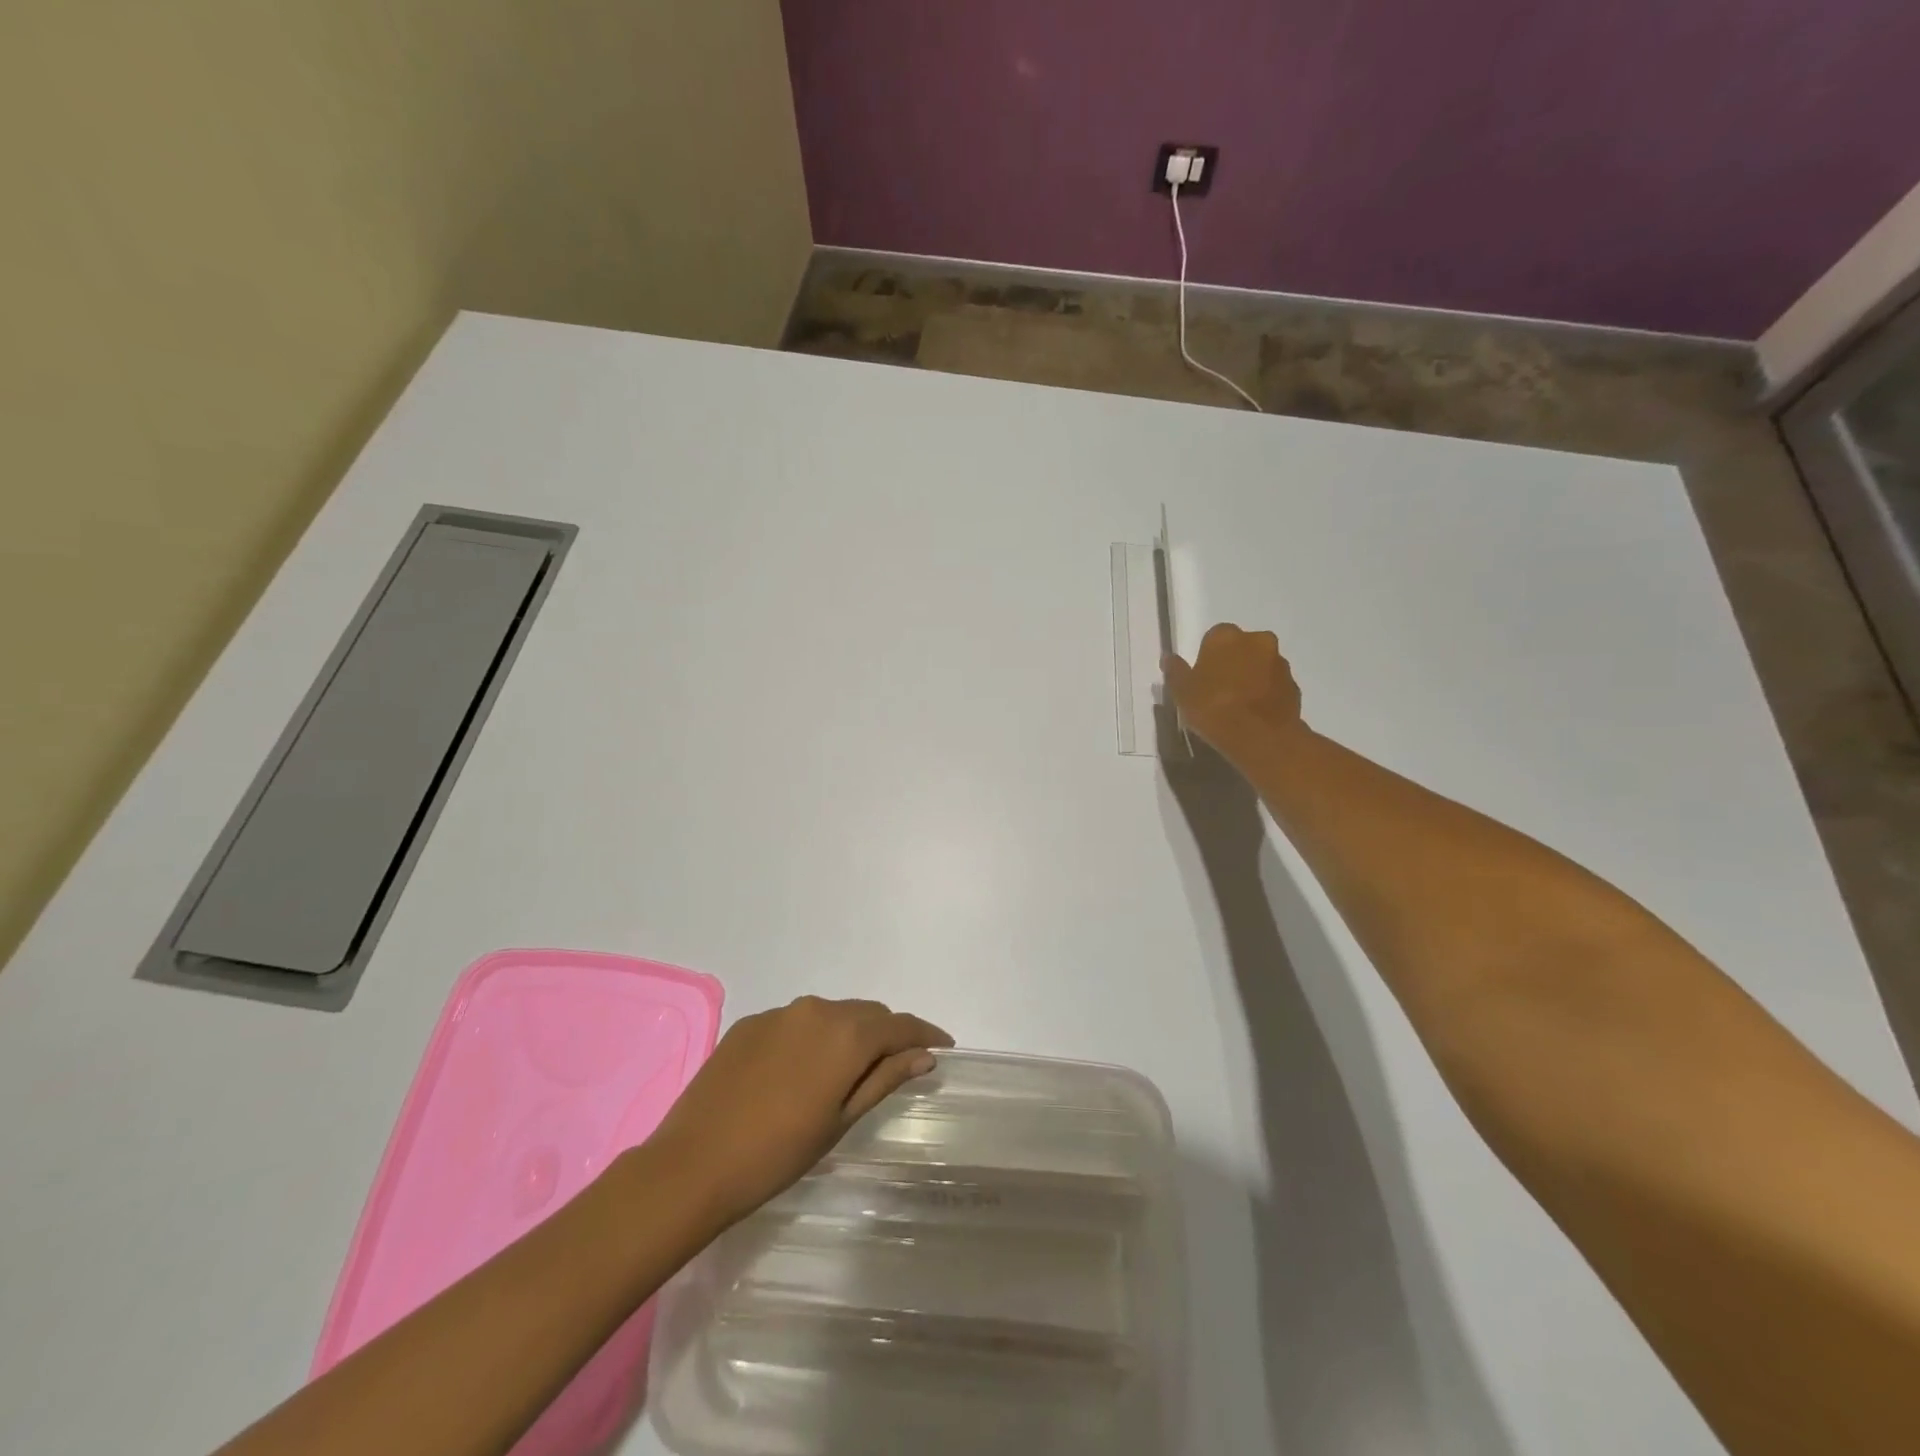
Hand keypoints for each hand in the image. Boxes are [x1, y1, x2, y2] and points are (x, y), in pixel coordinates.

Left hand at [644, 996, 952, 1227]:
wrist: (693, 1165)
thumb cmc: (778, 1153)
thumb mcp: (841, 1120)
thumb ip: (884, 1079)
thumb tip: (923, 1056)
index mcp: (846, 1034)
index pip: (900, 1026)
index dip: (925, 1034)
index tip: (944, 1046)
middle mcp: (817, 1009)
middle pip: (866, 1014)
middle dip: (887, 1034)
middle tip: (896, 1064)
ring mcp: (780, 1013)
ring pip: (831, 1014)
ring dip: (849, 1034)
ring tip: (848, 1069)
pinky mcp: (750, 1023)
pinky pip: (796, 1022)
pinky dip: (812, 1038)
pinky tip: (800, 1071)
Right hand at [1163, 623, 1305, 758]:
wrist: (1259, 737)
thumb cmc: (1213, 708)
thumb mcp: (1182, 692)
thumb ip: (1176, 671)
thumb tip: (1169, 658)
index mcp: (1226, 636)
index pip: (1214, 637)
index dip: (1207, 657)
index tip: (1202, 678)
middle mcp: (1257, 640)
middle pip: (1241, 647)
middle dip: (1232, 662)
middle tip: (1219, 689)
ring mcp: (1279, 661)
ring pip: (1260, 664)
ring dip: (1251, 676)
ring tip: (1238, 705)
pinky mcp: (1294, 685)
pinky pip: (1274, 684)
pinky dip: (1265, 693)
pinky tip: (1254, 714)